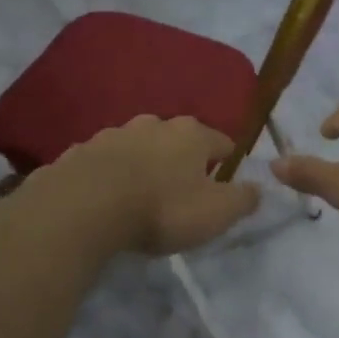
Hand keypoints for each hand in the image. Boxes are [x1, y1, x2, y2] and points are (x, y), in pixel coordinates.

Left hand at [39, 115, 261, 255]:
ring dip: (144, 164)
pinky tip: (106, 197)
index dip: (227, 161)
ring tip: (142, 193)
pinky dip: (110, 174)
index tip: (225, 181)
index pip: (222, 141)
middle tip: (183, 189)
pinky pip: (104, 162)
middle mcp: (153, 124)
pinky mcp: (80, 152)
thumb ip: (243, 199)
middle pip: (177, 139)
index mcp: (191, 134)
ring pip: (138, 146)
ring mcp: (112, 134)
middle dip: (182, 159)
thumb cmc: (162, 208)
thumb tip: (258, 188)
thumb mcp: (216, 213)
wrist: (85, 207)